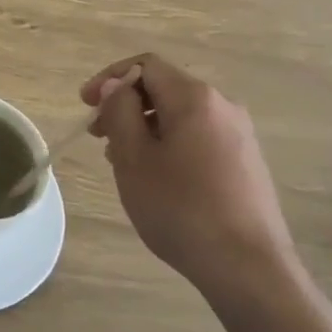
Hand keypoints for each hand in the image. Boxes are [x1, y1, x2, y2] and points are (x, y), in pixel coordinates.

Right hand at [82, 55, 297, 306]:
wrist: (247, 266)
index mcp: (195, 97)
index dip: (109, 78)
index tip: (85, 106)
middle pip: (164, 89)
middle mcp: (223, 106)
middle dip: (125, 106)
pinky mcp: (246, 162)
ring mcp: (239, 135)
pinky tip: (158, 180)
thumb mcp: (134, 158)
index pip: (146, 65)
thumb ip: (118, 112)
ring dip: (145, 129)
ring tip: (124, 164)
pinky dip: (169, 145)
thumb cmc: (180, 208)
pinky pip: (198, 137)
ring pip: (181, 116)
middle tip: (99, 138)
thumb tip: (113, 86)